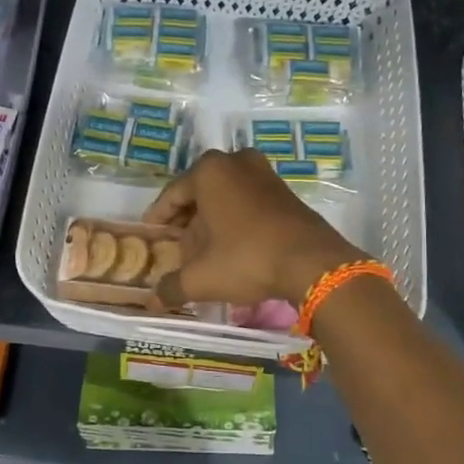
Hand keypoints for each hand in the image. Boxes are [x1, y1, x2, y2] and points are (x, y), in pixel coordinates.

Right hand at [143, 149, 361, 309]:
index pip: (171, 196)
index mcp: (209, 171)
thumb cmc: (247, 259)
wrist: (312, 263)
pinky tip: (231, 247)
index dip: (158, 219)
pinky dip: (235, 220)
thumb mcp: (202, 278)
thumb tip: (152, 301)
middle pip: (199, 194)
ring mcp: (263, 173)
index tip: (151, 237)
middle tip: (176, 247)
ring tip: (203, 251)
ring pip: (224, 197)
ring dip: (211, 221)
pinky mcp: (284, 190)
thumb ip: (172, 287)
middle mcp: (235, 162)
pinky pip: (247, 201)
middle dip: (187, 221)